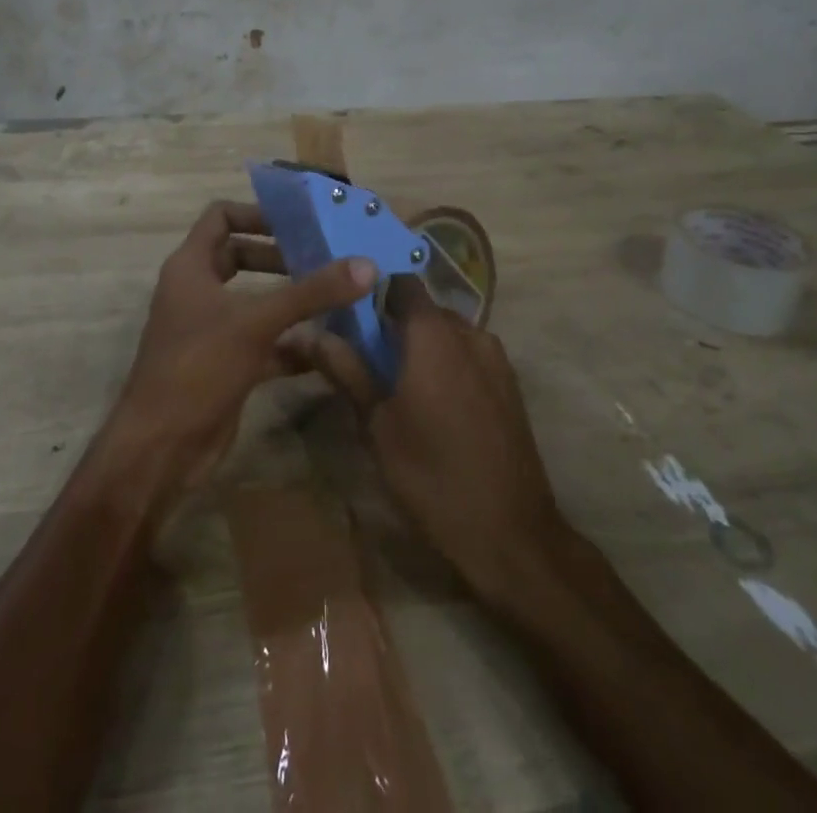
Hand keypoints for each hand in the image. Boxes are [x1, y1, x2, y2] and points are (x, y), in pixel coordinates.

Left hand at [107, 200, 376, 499]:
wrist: (161, 449)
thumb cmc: (198, 367)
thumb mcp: (257, 322)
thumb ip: (311, 293)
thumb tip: (366, 265)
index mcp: (191, 267)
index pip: (221, 217)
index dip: (257, 213)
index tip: (298, 222)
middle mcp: (198, 292)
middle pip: (241, 256)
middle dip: (281, 257)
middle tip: (325, 258)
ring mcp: (210, 330)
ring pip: (255, 301)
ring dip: (291, 299)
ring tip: (336, 297)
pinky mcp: (225, 365)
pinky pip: (264, 342)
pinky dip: (292, 342)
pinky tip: (328, 347)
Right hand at [295, 280, 566, 606]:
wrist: (512, 535)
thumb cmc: (432, 475)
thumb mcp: (377, 424)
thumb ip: (345, 369)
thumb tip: (304, 332)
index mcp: (434, 333)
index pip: (400, 283)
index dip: (373, 291)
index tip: (347, 312)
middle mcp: (469, 332)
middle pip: (424, 308)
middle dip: (394, 324)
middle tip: (363, 354)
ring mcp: (495, 358)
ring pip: (448, 333)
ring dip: (422, 345)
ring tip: (395, 381)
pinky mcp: (509, 384)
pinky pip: (469, 355)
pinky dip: (446, 363)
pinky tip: (431, 402)